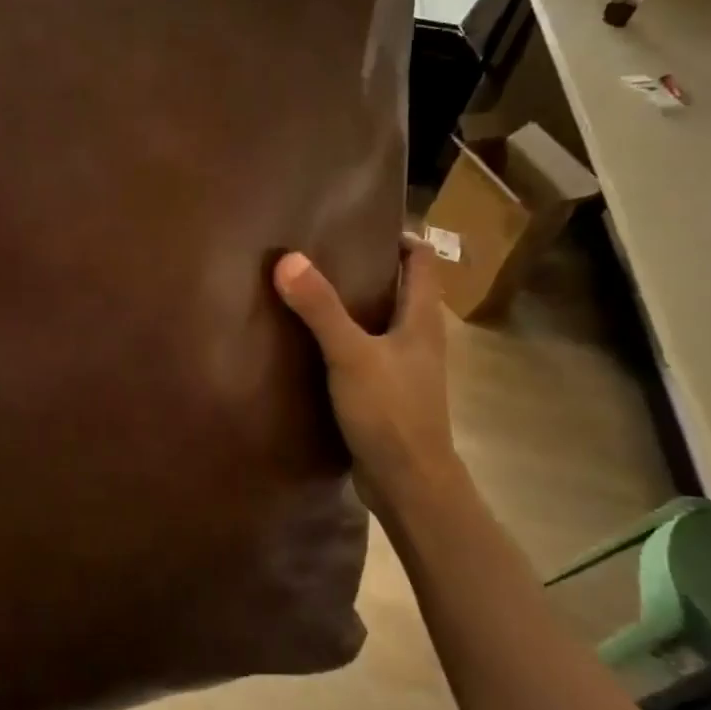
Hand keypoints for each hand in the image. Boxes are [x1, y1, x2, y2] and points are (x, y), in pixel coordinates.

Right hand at [274, 233, 464, 512]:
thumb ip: (320, 309)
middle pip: (401, 289)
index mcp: (422, 320)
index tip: (358, 225)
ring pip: (383, 323)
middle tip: (322, 254)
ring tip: (311, 293)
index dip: (398, 238)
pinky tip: (313, 345)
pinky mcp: (389, 395)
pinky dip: (346, 341)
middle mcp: (419, 339)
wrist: (409, 484)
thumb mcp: (351, 356)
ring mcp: (406, 369)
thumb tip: (288, 259)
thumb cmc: (390, 413)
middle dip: (368, 269)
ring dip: (355, 307)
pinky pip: (368, 354)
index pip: (422, 261)